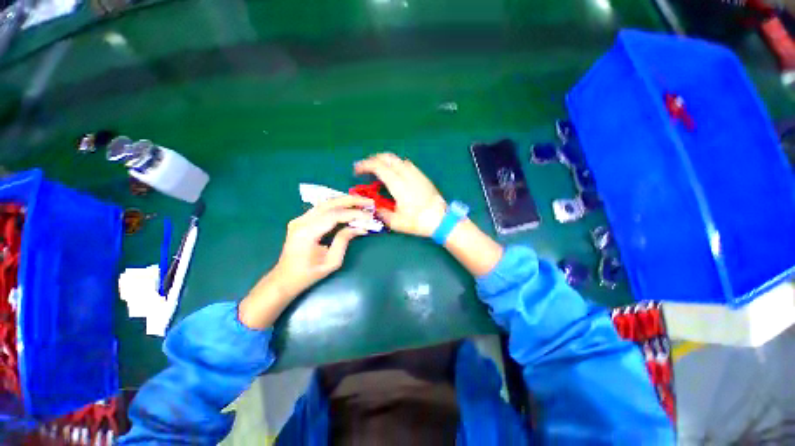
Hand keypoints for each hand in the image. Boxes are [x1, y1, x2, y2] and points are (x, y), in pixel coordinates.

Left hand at [270, 195, 373, 297]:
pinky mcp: (301, 219)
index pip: (334, 216)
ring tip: (362, 202)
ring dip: (345, 201)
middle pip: (329, 204)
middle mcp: (301, 221)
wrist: (285, 278)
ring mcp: (299, 219)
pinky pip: (322, 208)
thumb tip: (360, 228)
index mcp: (307, 233)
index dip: (353, 214)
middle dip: (351, 201)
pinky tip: (349, 206)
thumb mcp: (331, 261)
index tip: (369, 216)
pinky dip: (337, 206)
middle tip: (369, 202)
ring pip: (326, 203)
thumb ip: (344, 241)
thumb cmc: (309, 274)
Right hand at [354, 153, 446, 236]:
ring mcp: (416, 173)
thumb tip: (374, 206)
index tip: (357, 170)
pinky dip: (396, 164)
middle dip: (373, 159)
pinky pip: (407, 164)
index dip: (365, 165)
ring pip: (397, 159)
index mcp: (398, 184)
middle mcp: (407, 174)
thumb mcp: (396, 222)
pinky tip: (395, 173)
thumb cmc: (418, 221)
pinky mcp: (422, 176)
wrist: (441, 219)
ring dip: (385, 161)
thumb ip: (381, 212)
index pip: (378, 167)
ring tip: (378, 169)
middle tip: (365, 167)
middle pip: (387, 157)